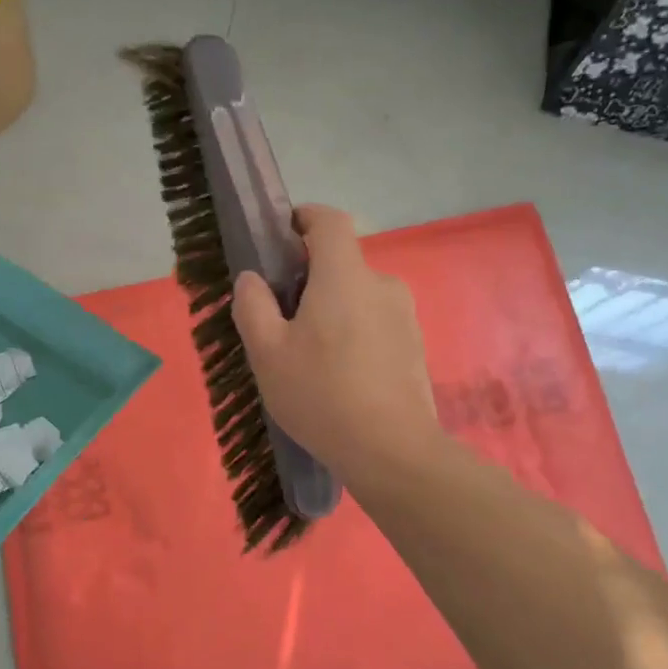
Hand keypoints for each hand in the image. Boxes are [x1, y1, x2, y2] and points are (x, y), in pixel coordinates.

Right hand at [231, 204, 441, 481]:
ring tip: (311, 357)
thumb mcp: (267, 353)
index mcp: (345, 276)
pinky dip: (355, 334)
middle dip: (310, 280)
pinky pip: (376, 323)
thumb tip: (252, 279)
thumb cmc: (321, 394)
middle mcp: (382, 284)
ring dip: (333, 310)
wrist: (392, 450)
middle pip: (341, 264)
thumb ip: (253, 306)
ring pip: (359, 296)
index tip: (283, 236)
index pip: (329, 221)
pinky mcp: (415, 345)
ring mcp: (405, 315)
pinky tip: (341, 377)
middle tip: (283, 320)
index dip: (304, 218)